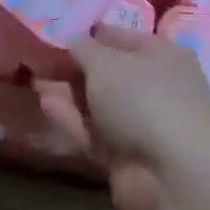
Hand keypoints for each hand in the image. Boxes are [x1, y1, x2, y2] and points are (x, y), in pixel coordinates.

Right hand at [39, 25, 209, 209]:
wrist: (172, 172)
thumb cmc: (142, 97)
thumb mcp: (104, 61)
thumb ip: (82, 47)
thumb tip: (72, 41)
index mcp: (162, 55)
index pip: (119, 38)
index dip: (88, 37)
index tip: (57, 38)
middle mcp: (157, 87)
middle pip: (107, 75)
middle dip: (73, 71)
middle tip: (41, 66)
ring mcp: (144, 125)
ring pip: (99, 106)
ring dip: (68, 96)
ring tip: (37, 84)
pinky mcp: (129, 158)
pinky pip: (96, 134)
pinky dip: (74, 122)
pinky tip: (48, 109)